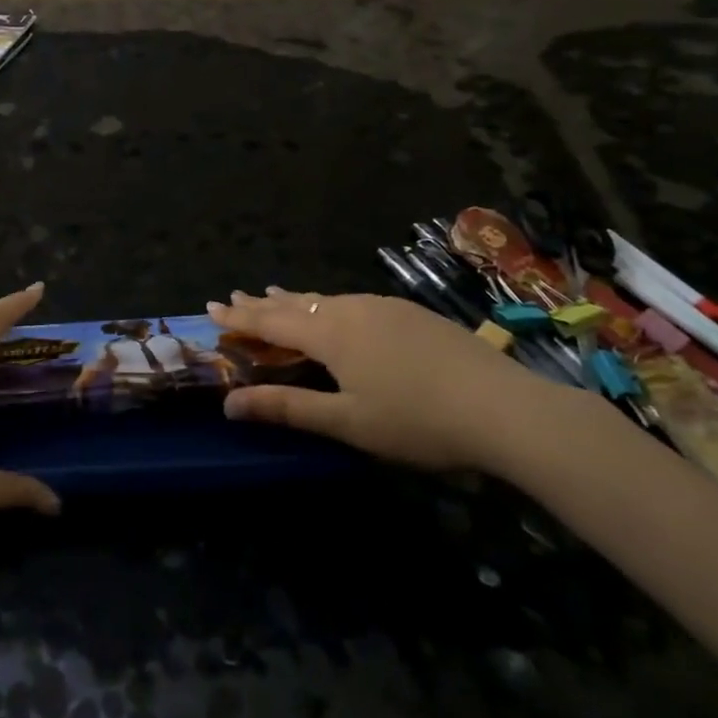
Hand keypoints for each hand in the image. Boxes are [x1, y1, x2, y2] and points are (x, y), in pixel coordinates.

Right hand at [207, 287, 560, 471]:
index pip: (272, 322)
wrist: (505, 407)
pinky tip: (337, 310)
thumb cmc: (417, 420)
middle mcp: (353, 310)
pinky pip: (353, 302)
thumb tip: (229, 404)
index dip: (240, 318)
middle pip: (297, 304)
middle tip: (234, 297)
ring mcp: (387, 308)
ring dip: (296, 300)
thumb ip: (287, 408)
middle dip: (262, 303)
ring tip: (276, 295)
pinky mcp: (413, 314)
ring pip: (327, 299)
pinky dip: (328, 304)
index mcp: (332, 334)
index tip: (211, 308)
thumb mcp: (346, 422)